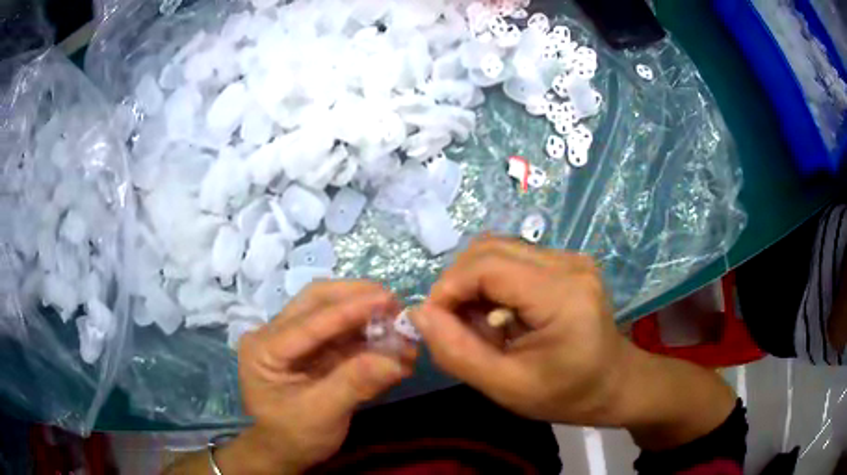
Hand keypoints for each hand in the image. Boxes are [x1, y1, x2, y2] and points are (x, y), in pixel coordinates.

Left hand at [224, 281, 416, 473]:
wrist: (287, 451)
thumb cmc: (294, 435)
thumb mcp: (321, 414)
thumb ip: (354, 383)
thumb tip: (396, 360)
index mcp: (263, 348)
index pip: (308, 321)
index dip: (349, 309)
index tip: (387, 299)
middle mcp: (274, 333)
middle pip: (316, 301)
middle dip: (357, 298)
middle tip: (395, 303)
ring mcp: (293, 338)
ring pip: (332, 312)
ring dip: (367, 317)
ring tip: (400, 326)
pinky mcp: (312, 348)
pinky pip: (342, 333)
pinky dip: (368, 334)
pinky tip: (391, 341)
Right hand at [411, 236, 632, 426]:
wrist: (615, 384)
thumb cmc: (567, 394)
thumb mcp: (507, 387)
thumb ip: (458, 353)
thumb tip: (419, 314)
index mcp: (562, 294)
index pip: (487, 265)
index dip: (448, 288)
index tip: (434, 323)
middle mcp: (568, 263)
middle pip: (489, 249)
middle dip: (459, 285)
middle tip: (457, 327)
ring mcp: (570, 258)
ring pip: (498, 250)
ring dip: (475, 284)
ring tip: (483, 325)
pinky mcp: (567, 263)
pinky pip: (514, 259)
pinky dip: (494, 285)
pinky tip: (502, 316)